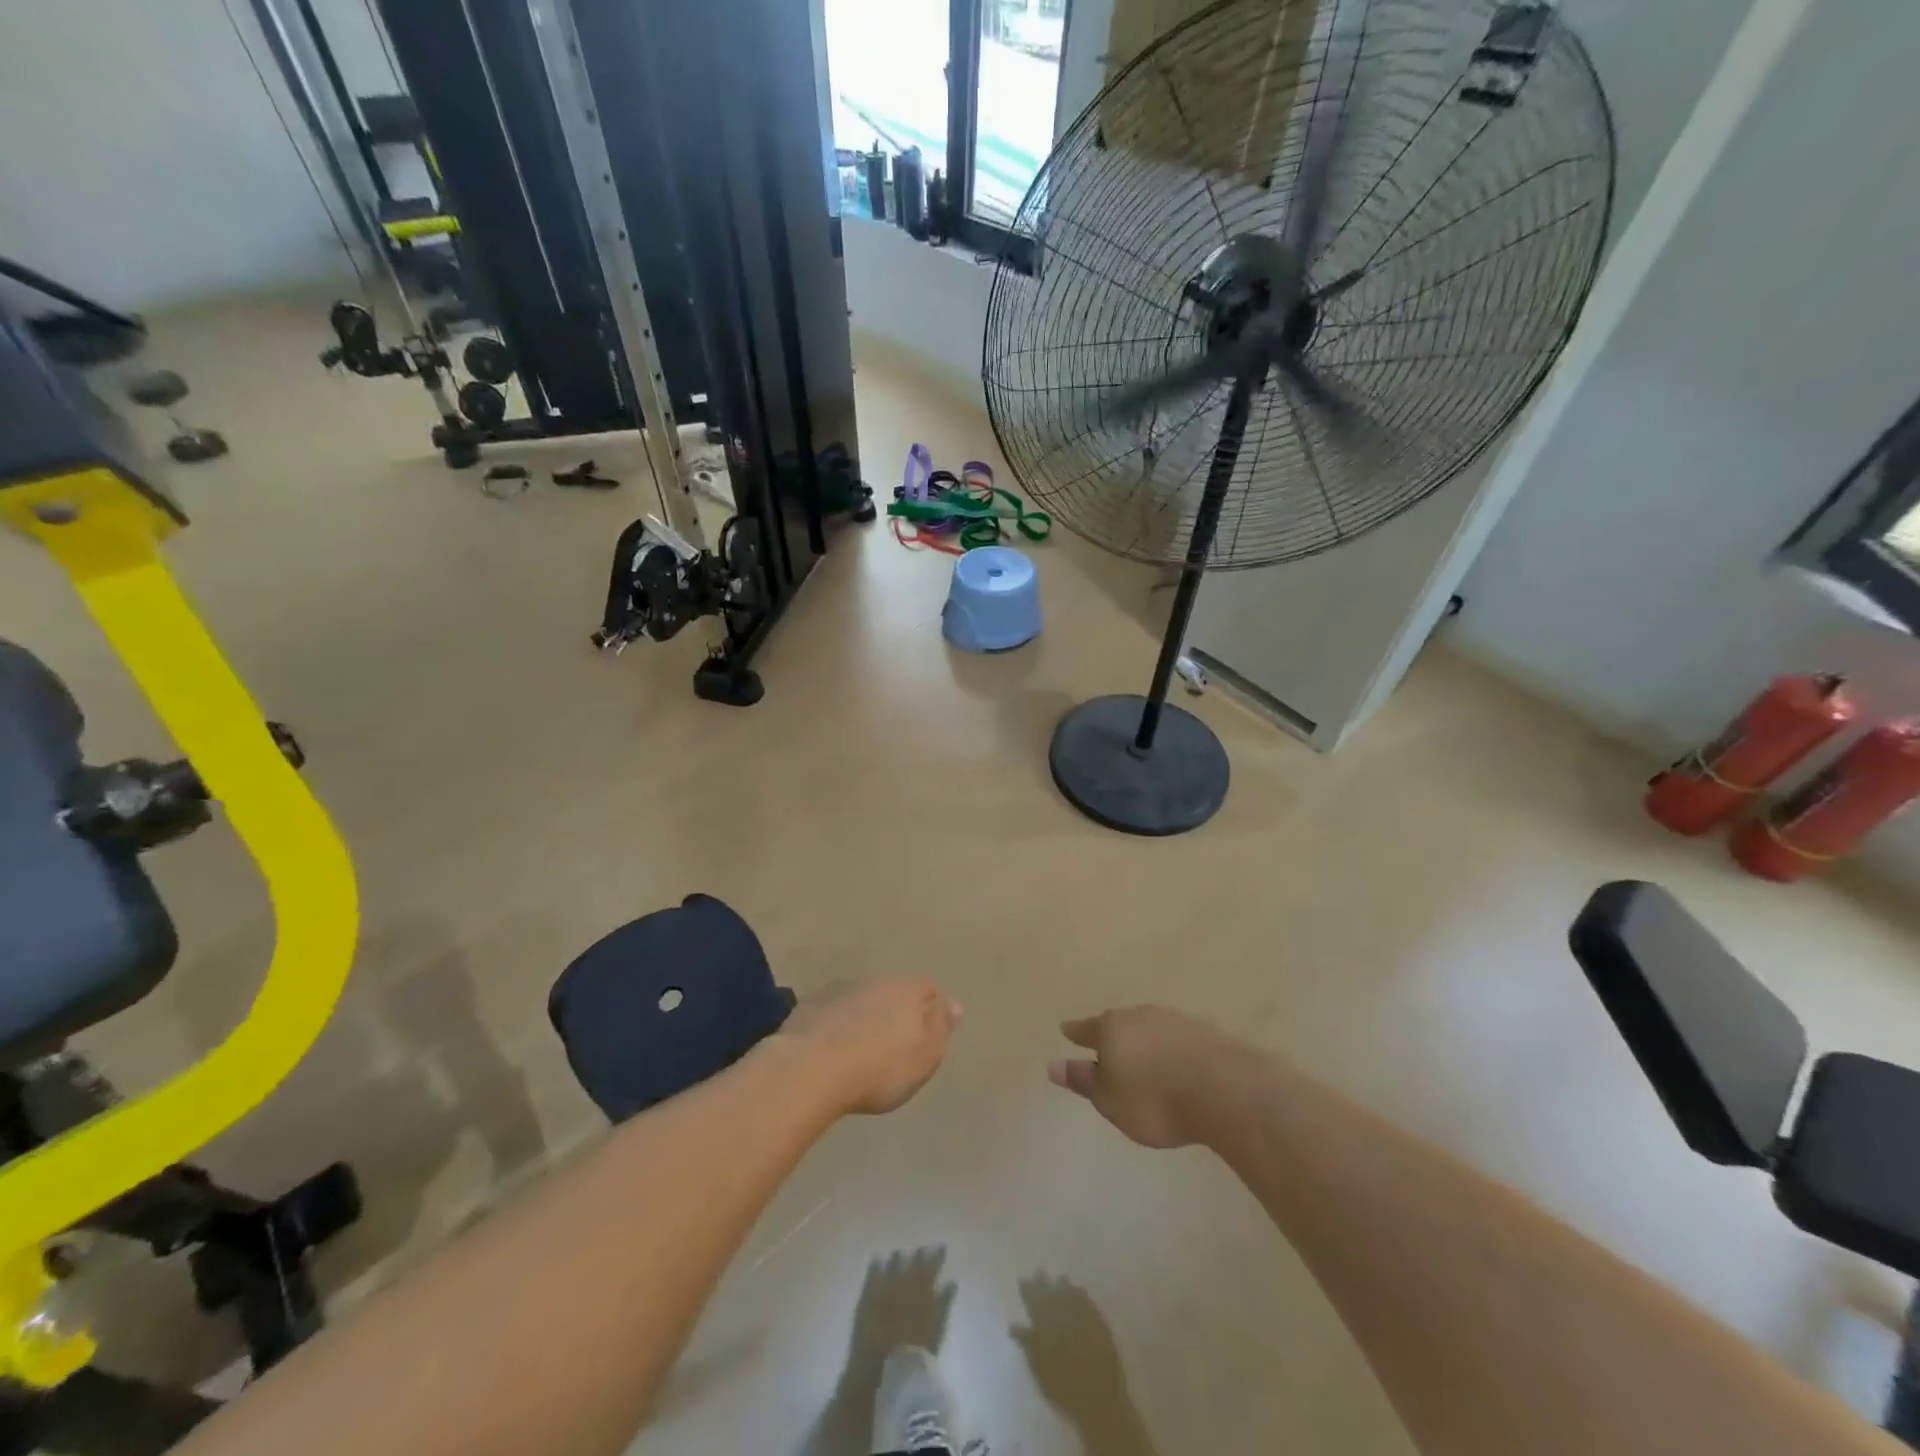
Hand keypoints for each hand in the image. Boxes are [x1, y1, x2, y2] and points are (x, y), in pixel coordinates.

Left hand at [780, 978, 959, 1115]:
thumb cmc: (880, 1068)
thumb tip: (953, 1003)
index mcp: (907, 991)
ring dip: (864, 1016)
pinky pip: (832, 1011)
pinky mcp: (810, 1006)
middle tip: (893, 1042)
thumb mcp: (924, 1055)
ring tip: (860, 1047)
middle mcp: (874, 981)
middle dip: (894, 1010)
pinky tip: (830, 1048)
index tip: (928, 1030)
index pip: (927, 988)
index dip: (930, 1006)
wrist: (811, 1069)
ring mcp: (839, 991)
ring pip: (860, 998)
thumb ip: (940, 1027)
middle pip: (892, 991)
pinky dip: (836, 1024)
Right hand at [1048, 1005, 1252, 1148]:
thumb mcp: (1110, 1100)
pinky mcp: (1205, 1032)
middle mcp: (1140, 1015)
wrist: (1224, 1090)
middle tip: (1107, 1047)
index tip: (1066, 1031)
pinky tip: (1176, 1062)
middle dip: (1112, 1035)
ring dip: (1144, 1040)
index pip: (1086, 1029)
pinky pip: (1177, 1038)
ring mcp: (1175, 1020)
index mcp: (1112, 1028)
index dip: (1076, 1033)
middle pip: (1119, 1023)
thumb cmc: (1155, 1099)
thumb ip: (1084, 1080)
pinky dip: (1171, 1048)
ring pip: (1150, 1027)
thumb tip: (1053, 1065)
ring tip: (1142, 1056)